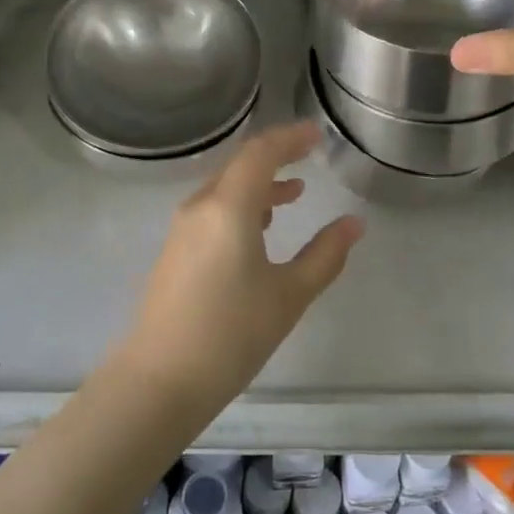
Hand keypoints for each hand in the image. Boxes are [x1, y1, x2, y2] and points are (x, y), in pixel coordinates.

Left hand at [118, 123, 362, 411]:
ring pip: (226, 187)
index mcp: (229, 207)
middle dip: (276, 156)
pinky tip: (260, 227)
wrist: (159, 381)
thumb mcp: (289, 295)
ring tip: (294, 192)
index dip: (290, 138)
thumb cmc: (231, 334)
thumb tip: (354, 223)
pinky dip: (242, 204)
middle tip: (309, 154)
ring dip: (260, 183)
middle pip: (240, 165)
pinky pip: (213, 208)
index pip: (261, 153)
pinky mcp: (176, 250)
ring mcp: (183, 228)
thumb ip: (325, 255)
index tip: (316, 132)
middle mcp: (202, 206)